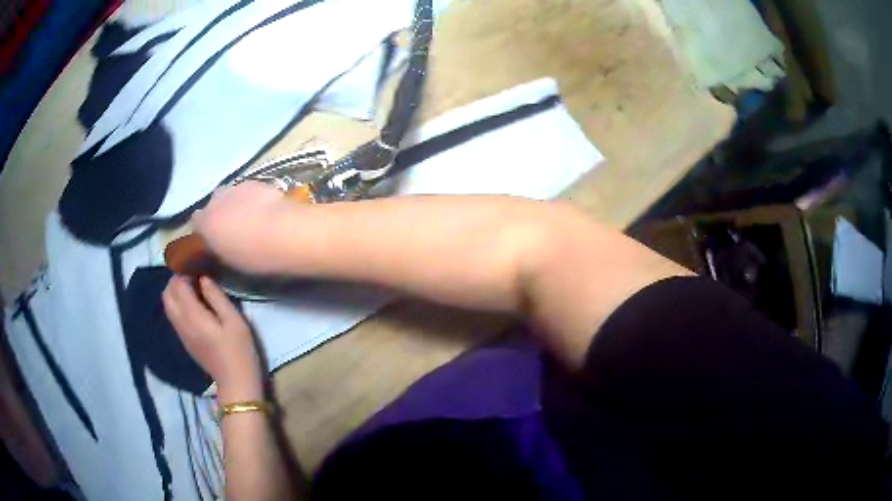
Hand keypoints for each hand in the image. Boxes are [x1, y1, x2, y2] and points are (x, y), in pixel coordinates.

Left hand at [163, 276, 262, 399]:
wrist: (235, 383)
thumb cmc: (239, 351)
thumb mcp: (234, 321)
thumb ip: (216, 297)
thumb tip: (204, 278)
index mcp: (193, 316)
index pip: (178, 285)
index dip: (185, 271)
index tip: (198, 265)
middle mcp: (181, 323)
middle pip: (167, 293)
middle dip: (176, 279)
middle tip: (194, 275)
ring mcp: (181, 333)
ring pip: (168, 304)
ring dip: (176, 291)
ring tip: (194, 288)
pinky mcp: (184, 340)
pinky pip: (173, 315)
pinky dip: (178, 303)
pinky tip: (194, 305)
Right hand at [193, 181, 293, 273]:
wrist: (283, 231)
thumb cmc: (253, 254)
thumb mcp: (229, 259)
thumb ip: (218, 246)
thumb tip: (217, 243)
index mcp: (206, 222)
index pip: (196, 220)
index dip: (204, 227)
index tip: (212, 236)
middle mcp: (216, 201)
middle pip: (212, 203)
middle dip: (219, 212)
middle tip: (232, 226)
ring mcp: (235, 188)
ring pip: (229, 194)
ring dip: (234, 203)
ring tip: (248, 216)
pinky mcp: (255, 182)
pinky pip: (246, 189)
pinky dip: (250, 197)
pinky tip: (262, 207)